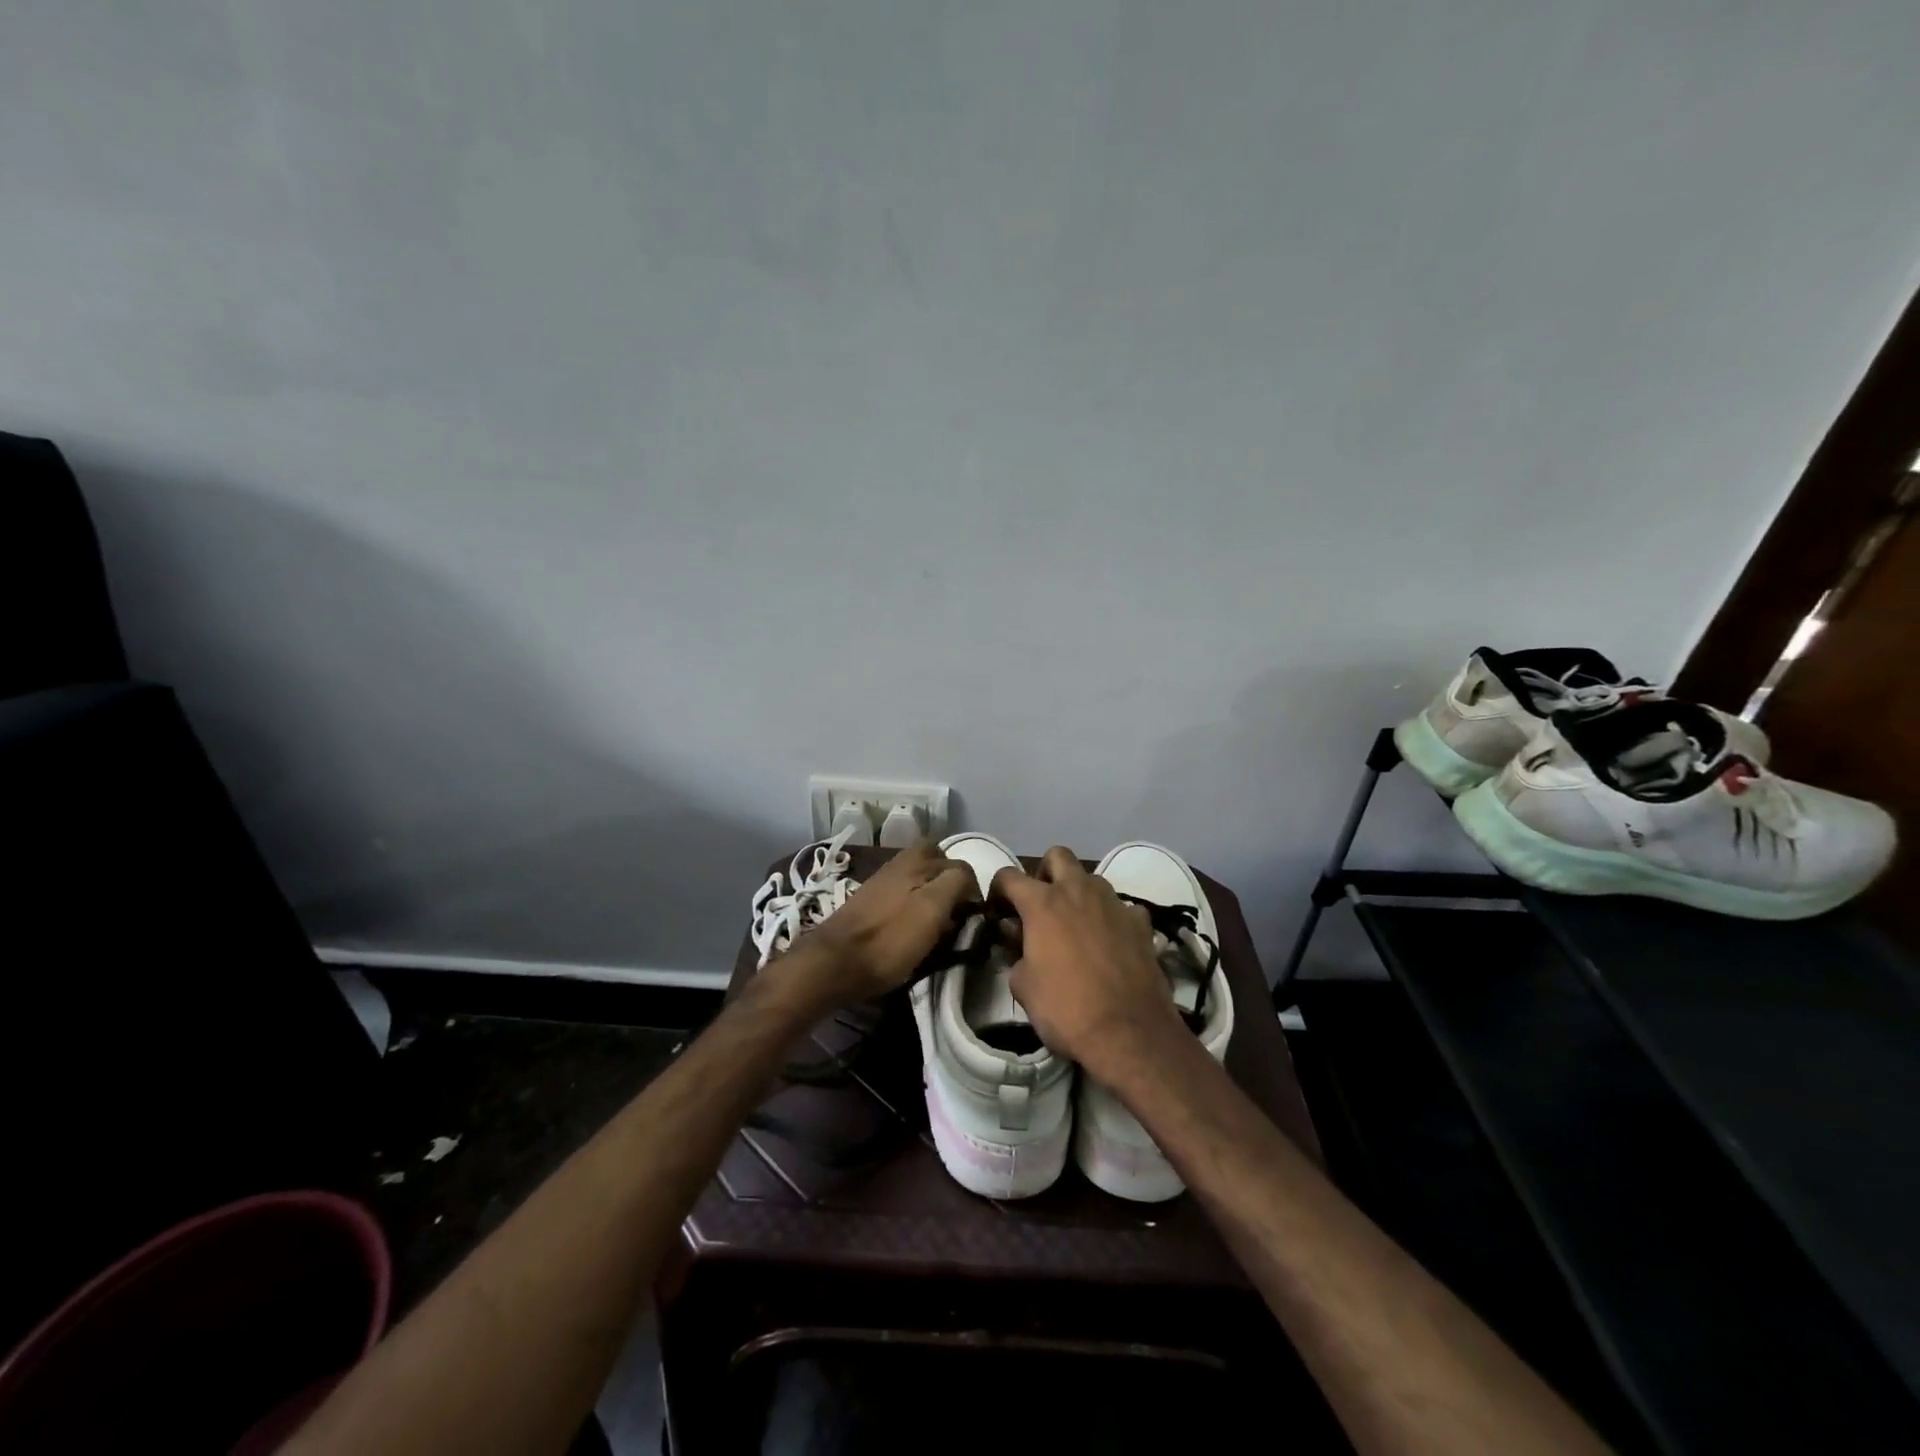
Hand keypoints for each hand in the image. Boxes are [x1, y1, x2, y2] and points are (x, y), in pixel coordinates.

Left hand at [778, 839, 976, 1006]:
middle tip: (956, 911)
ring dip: (932, 893)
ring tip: (937, 922)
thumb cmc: (889, 939)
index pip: (961, 865)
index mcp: (916, 859)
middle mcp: (900, 863)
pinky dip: (914, 904)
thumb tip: (968, 881)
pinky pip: (902, 892)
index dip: (973, 890)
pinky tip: (912, 926)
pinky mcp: (870, 901)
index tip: (974, 918)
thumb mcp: (932, 909)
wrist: (834, 963)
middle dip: (951, 882)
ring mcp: (882, 881)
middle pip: (936, 862)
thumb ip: (956, 884)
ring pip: (918, 877)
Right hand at [993, 846, 1185, 1078]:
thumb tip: (1019, 940)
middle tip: (1041, 905)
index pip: (1009, 875)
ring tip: (1075, 926)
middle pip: (1058, 856)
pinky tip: (1110, 943)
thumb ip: (1016, 953)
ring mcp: (1114, 903)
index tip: (998, 911)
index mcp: (1043, 903)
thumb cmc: (1066, 1009)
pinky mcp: (1141, 922)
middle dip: (1045, 873)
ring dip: (1079, 894)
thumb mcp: (1023, 986)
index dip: (998, 890)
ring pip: (1092, 879)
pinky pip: (1122, 907)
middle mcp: (1079, 891)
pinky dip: (1111, 918)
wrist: (1130, 1034)